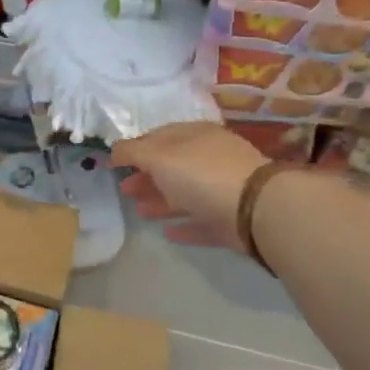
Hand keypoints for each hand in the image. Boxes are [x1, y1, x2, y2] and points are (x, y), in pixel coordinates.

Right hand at [111, 122, 267, 250]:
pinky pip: (202, 221)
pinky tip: (167, 233)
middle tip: (124, 191)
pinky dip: (184, 225)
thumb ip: (133, 152)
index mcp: (195, 136)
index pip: (160, 137)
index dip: (135, 148)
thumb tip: (114, 149)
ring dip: (161, 201)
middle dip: (146, 177)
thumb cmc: (202, 174)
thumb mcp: (159, 157)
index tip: (115, 163)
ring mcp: (223, 190)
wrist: (255, 209)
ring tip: (139, 212)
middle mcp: (210, 159)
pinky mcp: (230, 220)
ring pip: (185, 193)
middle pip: (171, 166)